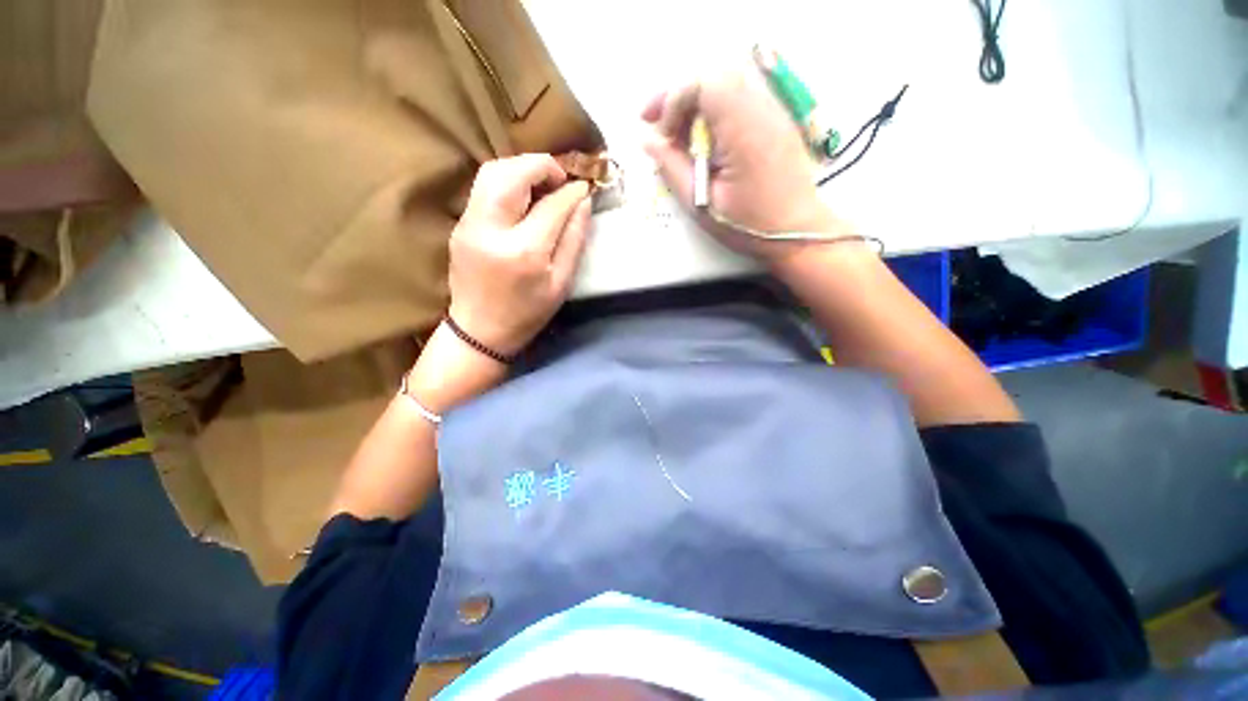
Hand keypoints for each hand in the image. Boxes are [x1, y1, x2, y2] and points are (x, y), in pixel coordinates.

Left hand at [448, 154, 592, 356]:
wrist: (479, 330)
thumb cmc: (528, 313)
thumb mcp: (561, 283)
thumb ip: (574, 240)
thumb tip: (583, 202)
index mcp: (524, 251)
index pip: (552, 205)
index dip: (571, 191)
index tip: (584, 187)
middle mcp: (492, 229)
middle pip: (513, 173)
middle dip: (541, 165)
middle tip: (560, 178)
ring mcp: (469, 224)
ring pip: (492, 172)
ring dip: (521, 168)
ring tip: (542, 184)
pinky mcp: (460, 224)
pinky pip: (483, 187)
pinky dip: (506, 180)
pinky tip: (522, 197)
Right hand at [641, 70, 851, 267]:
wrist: (798, 232)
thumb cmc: (748, 225)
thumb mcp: (702, 203)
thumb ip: (672, 167)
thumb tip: (647, 141)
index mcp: (744, 130)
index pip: (703, 84)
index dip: (673, 102)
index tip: (662, 137)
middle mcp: (762, 109)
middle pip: (713, 76)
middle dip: (679, 95)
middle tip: (656, 124)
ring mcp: (773, 111)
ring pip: (726, 83)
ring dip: (696, 102)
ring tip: (677, 132)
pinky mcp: (776, 120)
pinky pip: (739, 98)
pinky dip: (714, 110)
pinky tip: (704, 137)